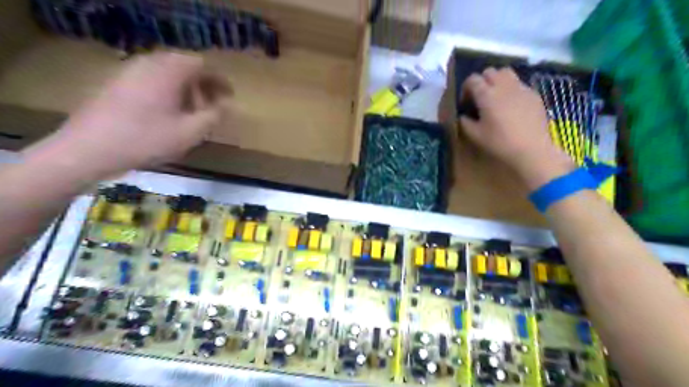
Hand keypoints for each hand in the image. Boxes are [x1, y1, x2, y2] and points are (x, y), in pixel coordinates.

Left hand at [23, 52, 230, 178]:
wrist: (89, 149)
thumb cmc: (147, 139)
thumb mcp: (191, 132)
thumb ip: (214, 116)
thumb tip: (226, 106)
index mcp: (169, 71)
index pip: (202, 65)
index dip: (220, 80)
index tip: (230, 97)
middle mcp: (149, 63)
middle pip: (185, 67)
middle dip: (203, 86)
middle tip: (212, 108)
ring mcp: (130, 71)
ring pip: (168, 73)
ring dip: (186, 90)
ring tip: (193, 114)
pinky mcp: (118, 83)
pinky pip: (152, 80)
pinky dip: (168, 92)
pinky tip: (169, 115)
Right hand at [460, 67, 572, 188]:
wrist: (532, 149)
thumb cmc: (500, 143)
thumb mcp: (475, 136)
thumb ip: (465, 122)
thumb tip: (462, 115)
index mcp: (487, 95)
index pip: (472, 79)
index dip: (466, 88)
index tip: (465, 102)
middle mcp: (503, 86)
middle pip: (490, 71)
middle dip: (482, 81)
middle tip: (480, 98)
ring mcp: (521, 88)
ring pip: (506, 73)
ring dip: (498, 80)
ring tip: (496, 96)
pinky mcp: (534, 94)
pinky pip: (519, 84)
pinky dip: (512, 89)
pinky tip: (512, 106)